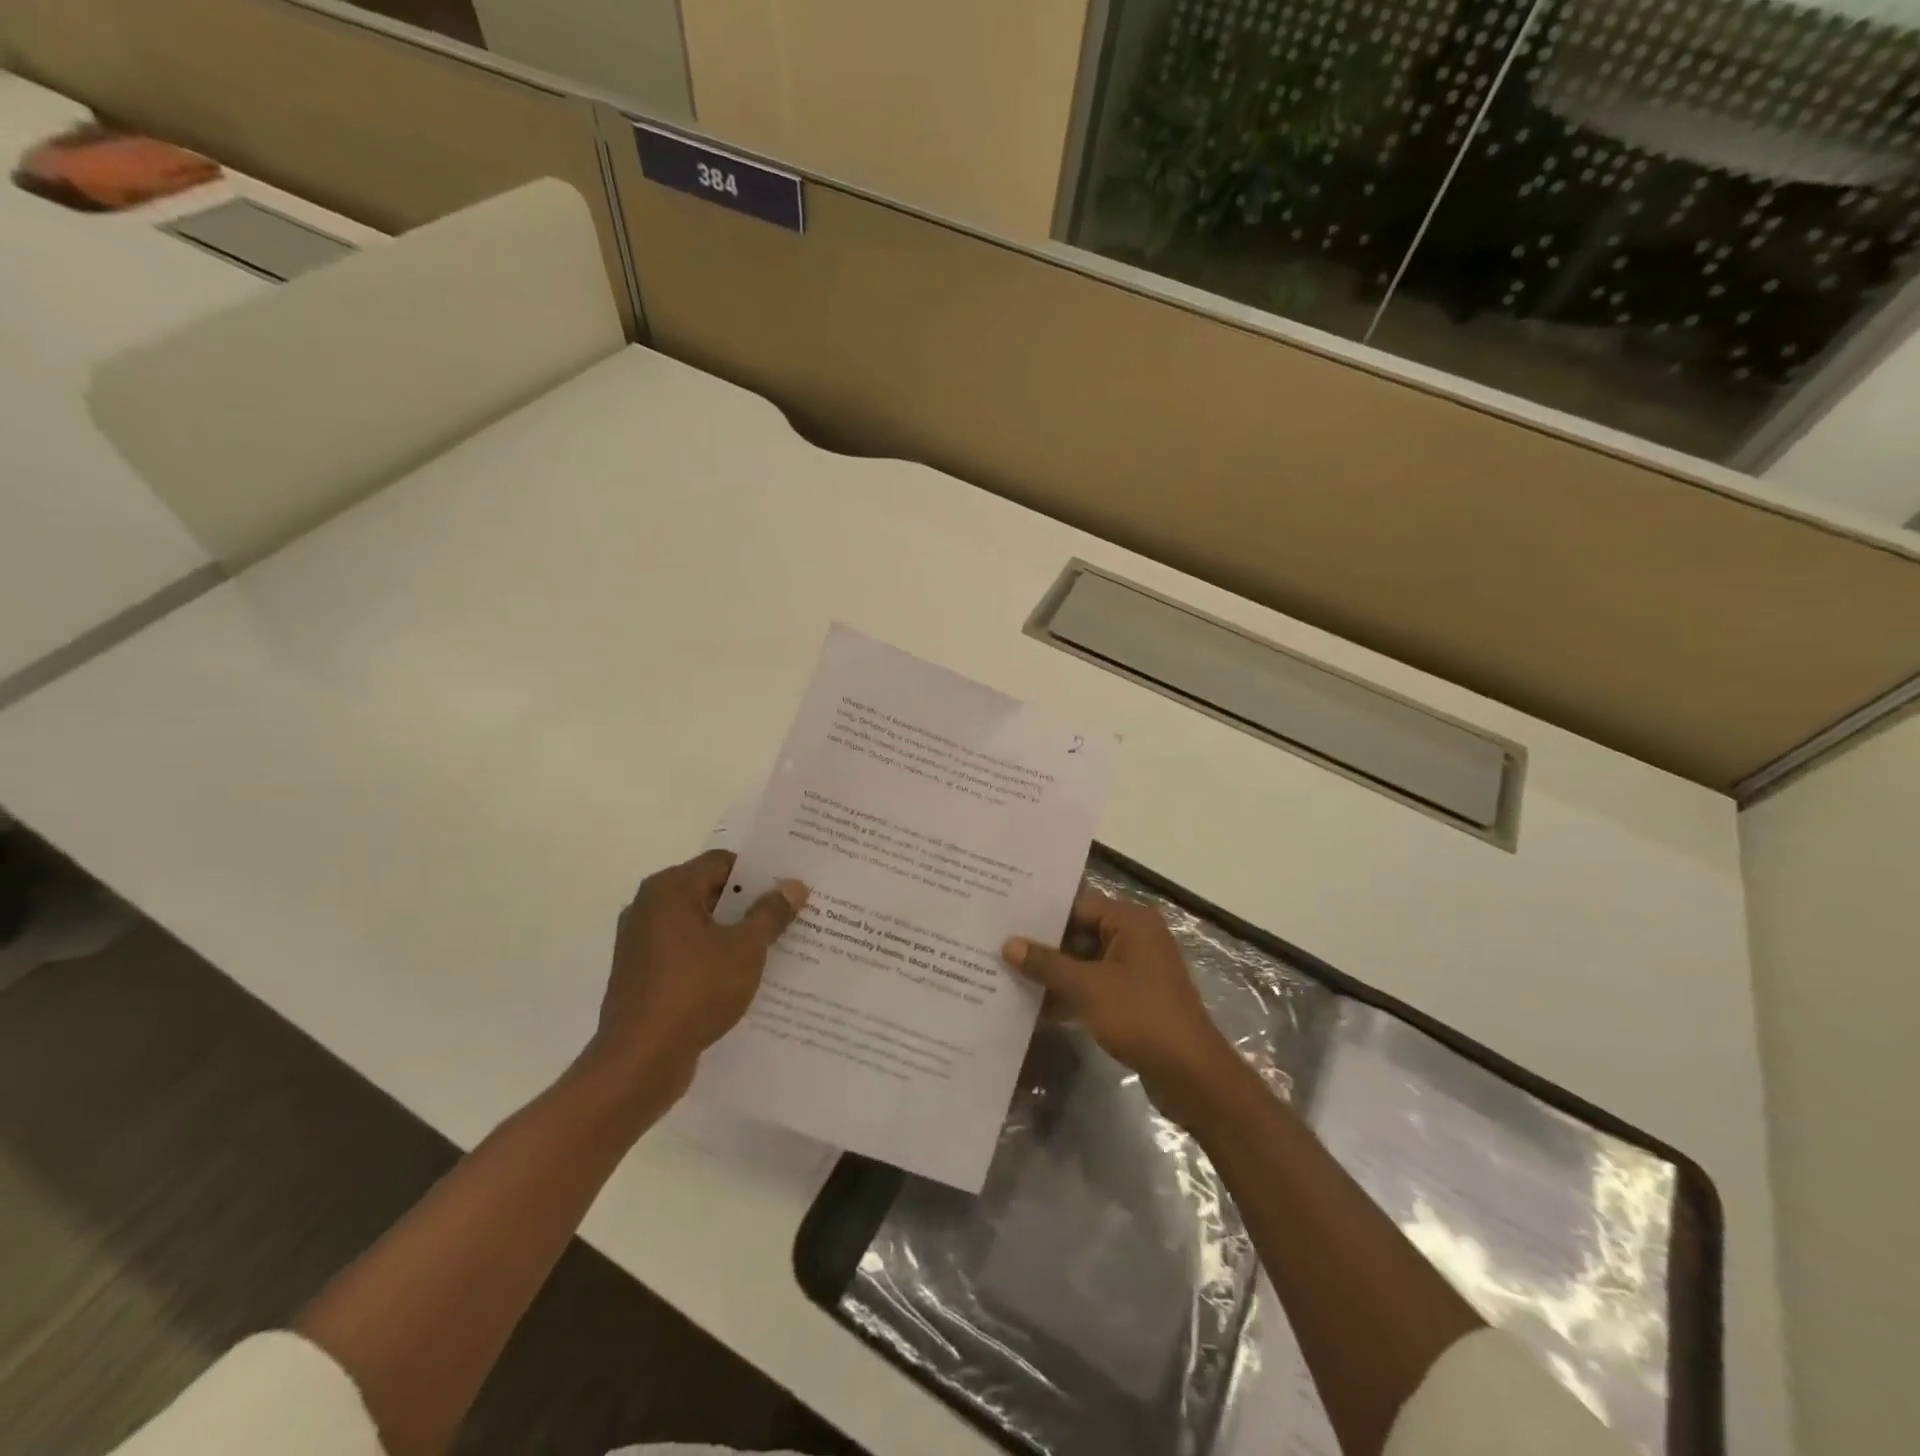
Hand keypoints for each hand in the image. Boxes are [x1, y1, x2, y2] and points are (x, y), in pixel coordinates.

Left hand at [589, 849, 807, 1097]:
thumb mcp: (745, 948)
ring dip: (733, 933)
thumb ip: (771, 913)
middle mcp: (648, 908)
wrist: (641, 1060)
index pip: (722, 862)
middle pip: (709, 892)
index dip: (759, 872)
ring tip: (775, 945)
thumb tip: (794, 886)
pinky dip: (713, 958)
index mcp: (668, 889)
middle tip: (790, 913)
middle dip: (749, 903)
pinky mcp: (642, 976)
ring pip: (699, 926)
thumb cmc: (695, 990)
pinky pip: (686, 954)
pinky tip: (743, 976)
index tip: (789, 886)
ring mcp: (641, 944)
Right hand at [1005, 893, 1234, 1114]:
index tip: (1005, 919)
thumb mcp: (1088, 988)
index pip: (1077, 906)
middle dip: (1044, 945)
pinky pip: (1094, 985)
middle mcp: (1136, 937)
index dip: (1041, 915)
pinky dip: (1070, 992)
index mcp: (1131, 921)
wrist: (1191, 1075)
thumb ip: (1047, 964)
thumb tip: (1009, 944)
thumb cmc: (1141, 1017)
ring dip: (1054, 972)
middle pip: (1080, 932)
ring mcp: (1136, 969)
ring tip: (1008, 973)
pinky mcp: (1133, 997)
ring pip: (1085, 961)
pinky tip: (1034, 1005)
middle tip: (999, 945)